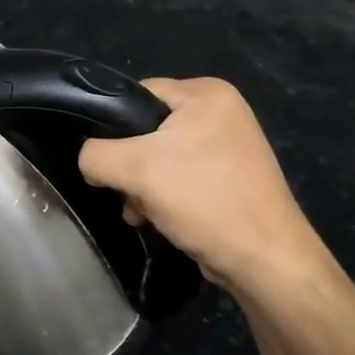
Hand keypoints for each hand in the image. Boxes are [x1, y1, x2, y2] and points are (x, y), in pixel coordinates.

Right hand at [78, 78, 324, 290]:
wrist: (265, 261)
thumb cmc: (203, 200)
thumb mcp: (134, 169)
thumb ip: (94, 155)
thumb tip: (89, 161)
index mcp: (206, 93)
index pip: (136, 94)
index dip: (112, 126)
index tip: (105, 159)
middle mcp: (220, 112)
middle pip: (144, 129)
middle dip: (128, 164)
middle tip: (126, 191)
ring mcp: (227, 146)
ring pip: (157, 156)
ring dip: (141, 185)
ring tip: (140, 211)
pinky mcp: (227, 177)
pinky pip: (177, 175)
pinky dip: (161, 196)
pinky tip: (156, 218)